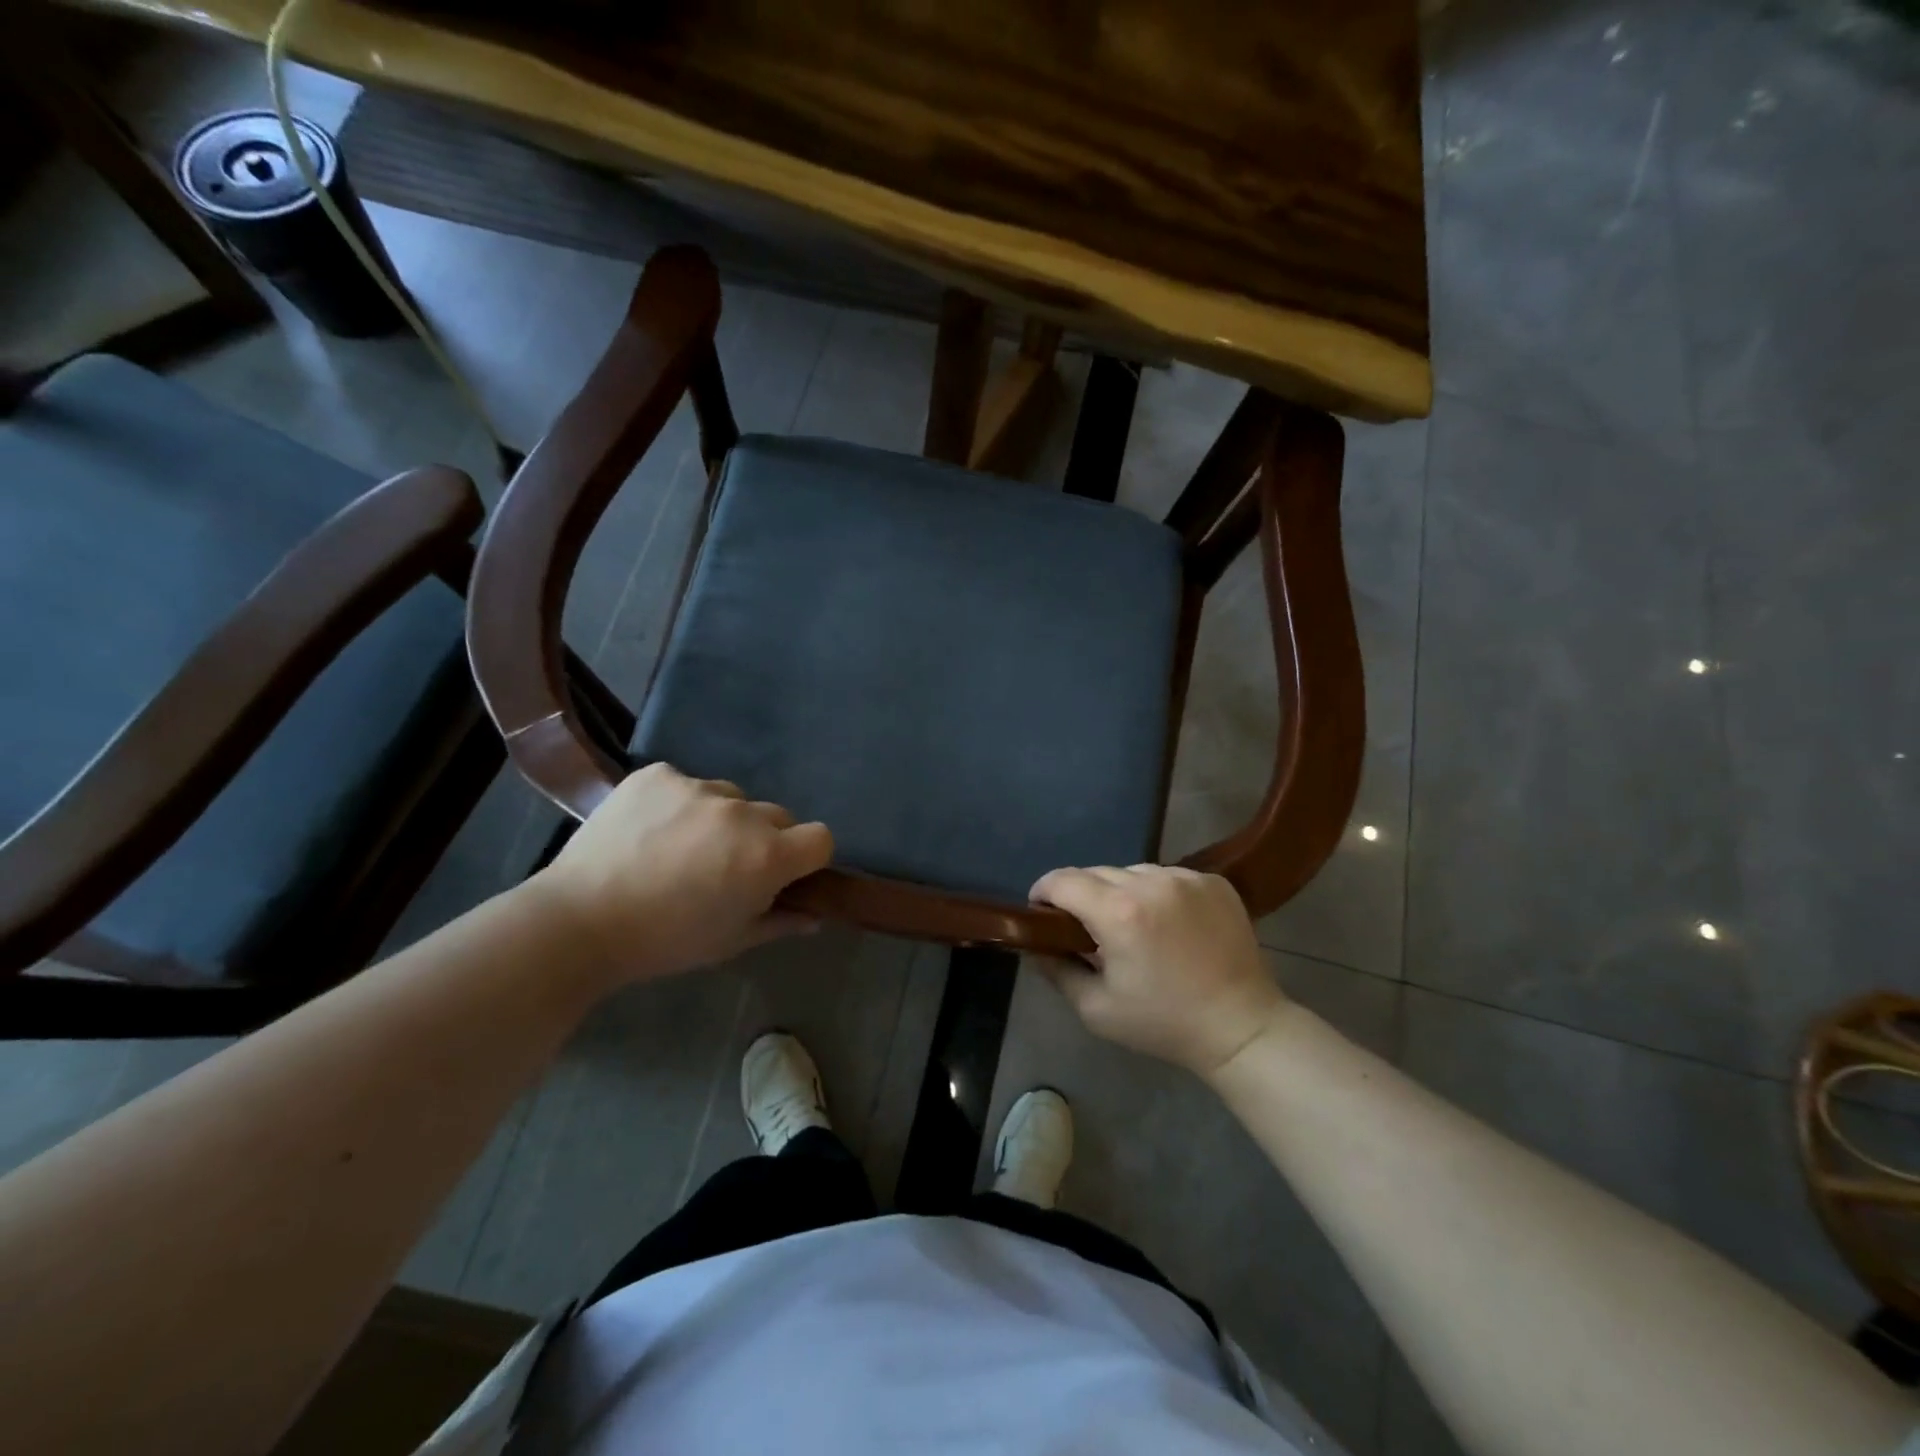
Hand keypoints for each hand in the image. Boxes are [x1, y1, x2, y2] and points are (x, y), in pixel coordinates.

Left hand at [530, 763, 833, 985]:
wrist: (578, 921)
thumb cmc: (665, 941)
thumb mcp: (731, 941)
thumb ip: (781, 922)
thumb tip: (815, 915)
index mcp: (766, 855)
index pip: (820, 837)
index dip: (807, 857)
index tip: (784, 874)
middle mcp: (741, 812)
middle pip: (777, 815)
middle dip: (764, 838)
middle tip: (726, 867)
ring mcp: (697, 787)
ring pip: (731, 798)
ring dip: (722, 819)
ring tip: (681, 847)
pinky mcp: (658, 774)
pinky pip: (686, 783)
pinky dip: (679, 803)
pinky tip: (651, 830)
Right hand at [1029, 865, 1287, 1075]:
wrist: (1242, 1027)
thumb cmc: (1163, 1023)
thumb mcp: (1096, 1009)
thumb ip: (1057, 969)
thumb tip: (1036, 944)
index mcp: (1118, 912)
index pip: (1062, 880)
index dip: (1043, 892)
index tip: (1042, 912)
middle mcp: (1151, 882)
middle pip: (1096, 872)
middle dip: (1082, 895)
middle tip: (1087, 928)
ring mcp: (1186, 878)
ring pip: (1132, 871)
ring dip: (1121, 891)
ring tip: (1132, 925)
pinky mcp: (1213, 881)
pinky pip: (1168, 876)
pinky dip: (1158, 893)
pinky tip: (1168, 923)